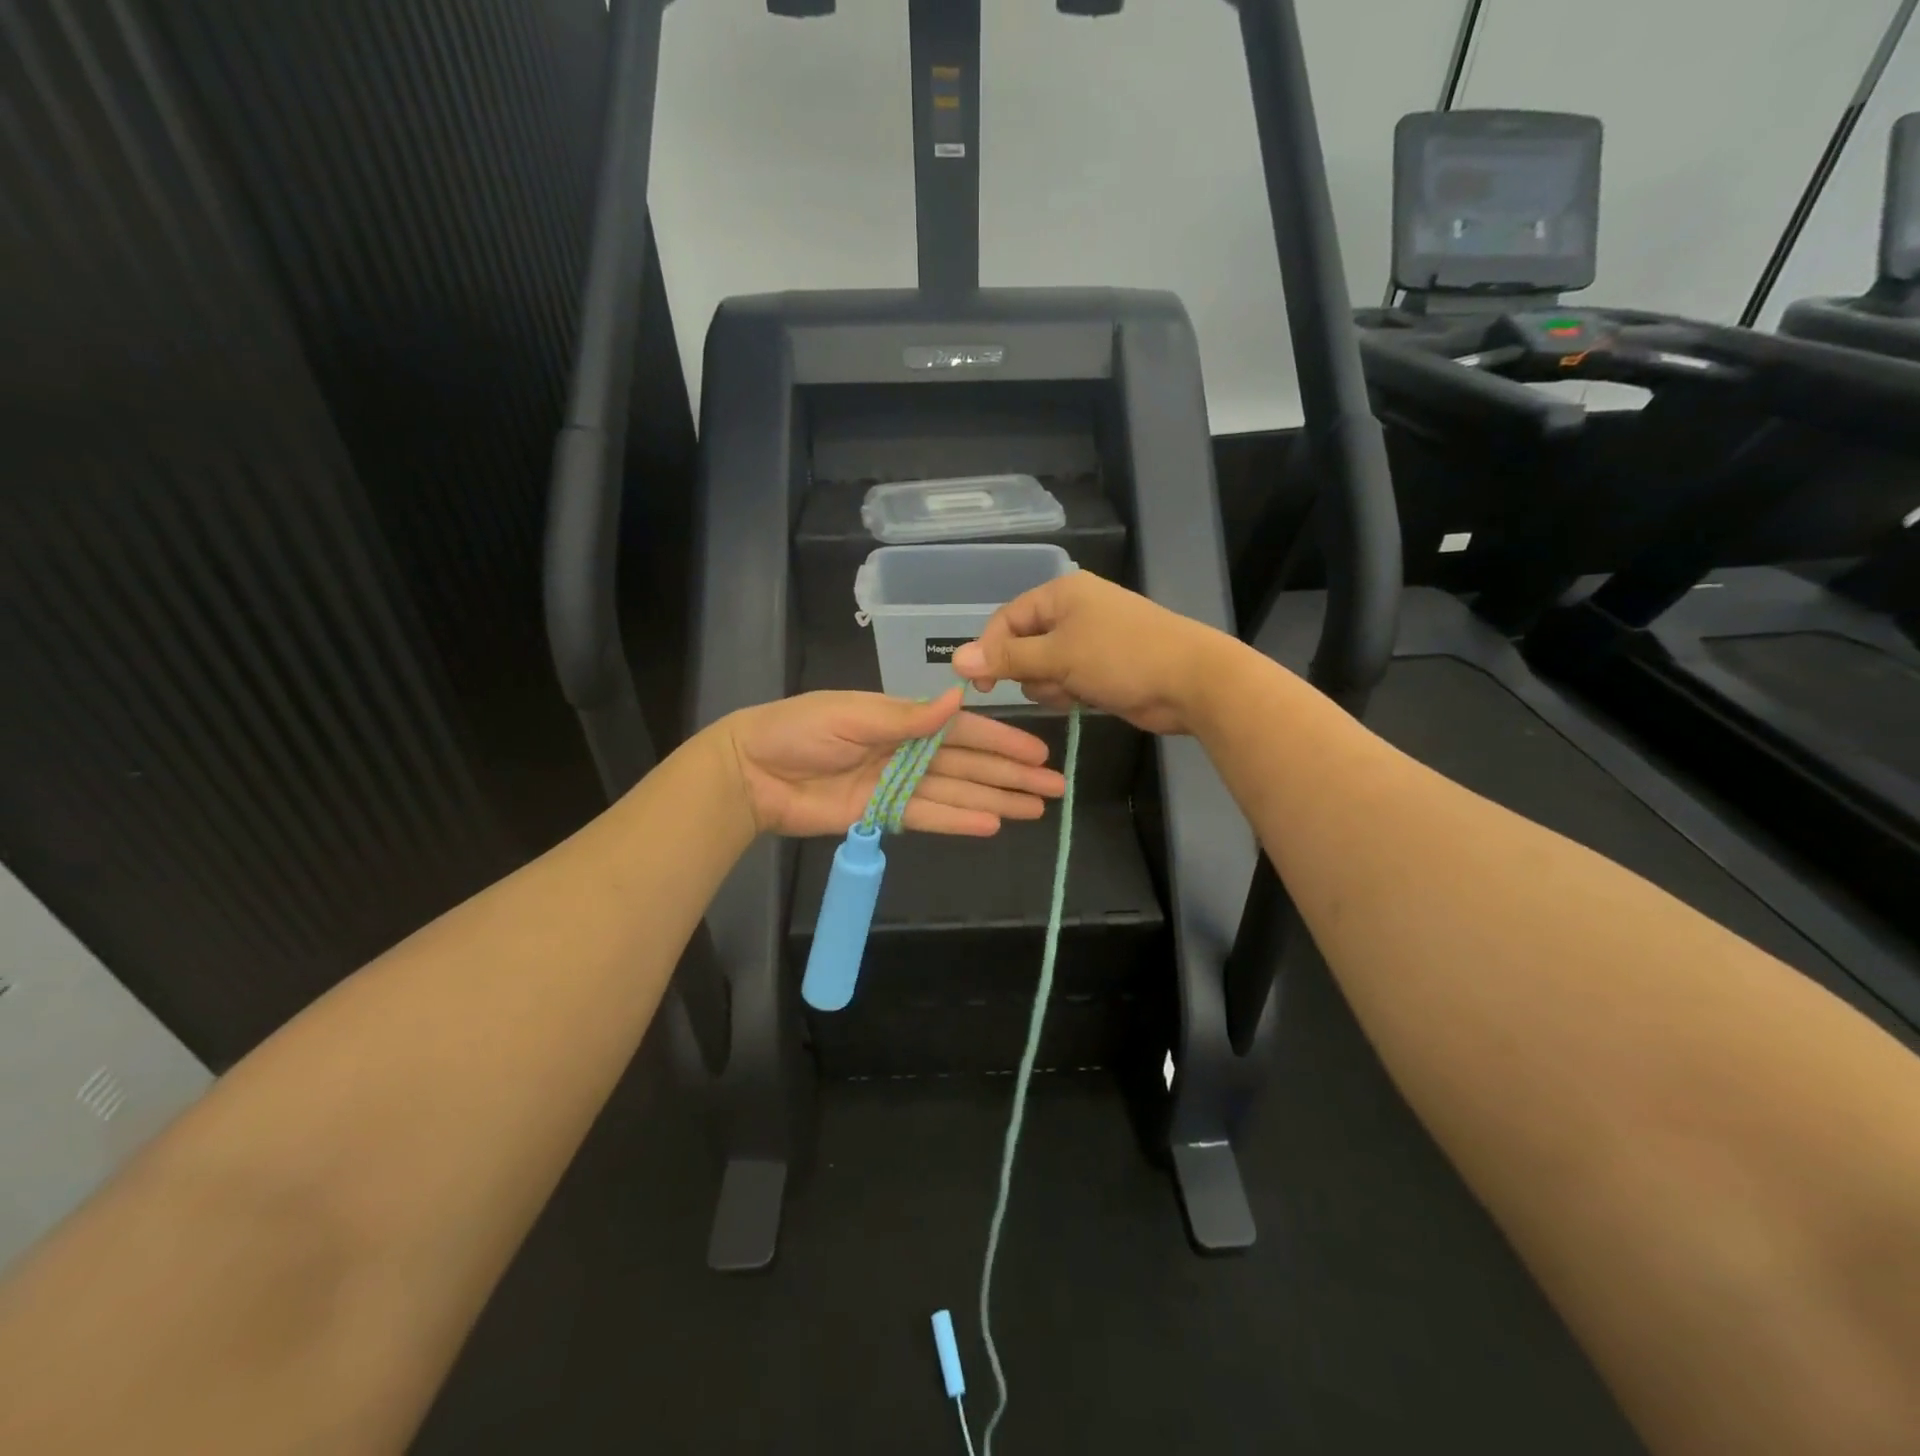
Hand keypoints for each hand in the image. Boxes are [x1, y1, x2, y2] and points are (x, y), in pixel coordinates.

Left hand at [721, 688, 1065, 837]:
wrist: (752, 773)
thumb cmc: (799, 730)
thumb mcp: (853, 715)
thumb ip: (907, 717)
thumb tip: (959, 698)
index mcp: (902, 719)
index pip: (963, 731)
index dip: (1001, 743)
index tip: (1037, 754)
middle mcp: (908, 751)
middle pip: (969, 765)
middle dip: (1011, 776)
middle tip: (1054, 789)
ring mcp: (897, 785)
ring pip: (957, 793)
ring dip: (996, 800)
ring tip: (1035, 811)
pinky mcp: (882, 815)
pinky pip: (928, 817)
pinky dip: (959, 821)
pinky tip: (992, 825)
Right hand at [951, 571, 1242, 735]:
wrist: (1190, 681)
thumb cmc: (1121, 658)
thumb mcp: (1058, 657)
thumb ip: (1007, 659)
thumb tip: (955, 659)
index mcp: (1061, 594)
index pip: (1006, 620)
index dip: (989, 650)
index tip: (981, 685)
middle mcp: (1072, 611)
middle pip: (1023, 645)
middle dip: (1030, 671)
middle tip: (1051, 682)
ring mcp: (1089, 639)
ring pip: (1043, 668)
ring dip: (1051, 685)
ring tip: (1075, 691)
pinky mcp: (1102, 666)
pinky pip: (1066, 680)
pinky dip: (1070, 692)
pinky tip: (1087, 699)